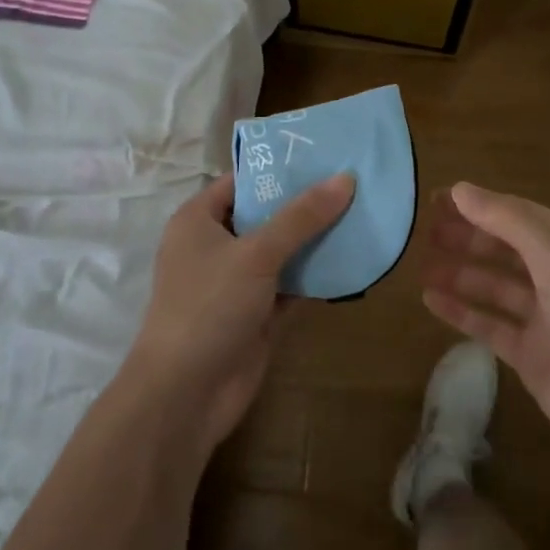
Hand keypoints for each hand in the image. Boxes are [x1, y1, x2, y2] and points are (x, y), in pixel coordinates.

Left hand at [124, 171, 355, 454]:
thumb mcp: (256, 254)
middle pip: (266, 215)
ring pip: (282, 252)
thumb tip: (345, 178)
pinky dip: (317, 276)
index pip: (242, 181)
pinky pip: (291, 285)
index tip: (324, 156)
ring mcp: (237, 283)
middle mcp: (216, 246)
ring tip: (362, 213)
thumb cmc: (209, 306)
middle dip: (305, 204)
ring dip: (316, 240)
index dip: (279, 169)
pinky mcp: (257, 315)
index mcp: (199, 220)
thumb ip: (301, 217)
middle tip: (353, 182)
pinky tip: (354, 260)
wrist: (186, 394)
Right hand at [422, 182, 549, 484]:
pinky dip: (460, 310)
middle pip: (501, 246)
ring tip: (419, 263)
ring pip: (491, 284)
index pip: (515, 213)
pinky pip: (487, 323)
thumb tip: (460, 189)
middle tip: (421, 231)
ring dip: (458, 271)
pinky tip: (428, 299)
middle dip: (464, 235)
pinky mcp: (528, 352)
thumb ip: (508, 220)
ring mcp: (541, 315)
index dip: (475, 204)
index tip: (434, 198)